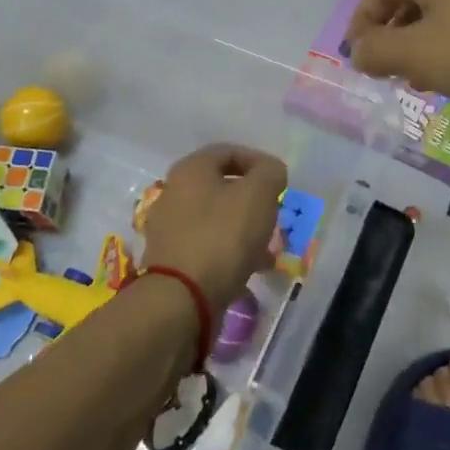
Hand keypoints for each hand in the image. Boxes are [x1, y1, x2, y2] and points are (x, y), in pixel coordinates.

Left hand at [140, 144, 287, 322]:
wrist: (182, 298)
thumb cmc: (223, 236)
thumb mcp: (258, 195)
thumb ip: (270, 173)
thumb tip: (270, 171)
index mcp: (190, 169)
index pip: (228, 151)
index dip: (258, 161)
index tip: (280, 182)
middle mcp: (174, 192)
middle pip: (221, 186)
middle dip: (253, 199)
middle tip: (274, 214)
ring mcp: (169, 227)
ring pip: (216, 218)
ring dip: (244, 227)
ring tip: (269, 247)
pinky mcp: (171, 258)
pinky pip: (208, 244)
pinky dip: (231, 250)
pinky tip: (251, 267)